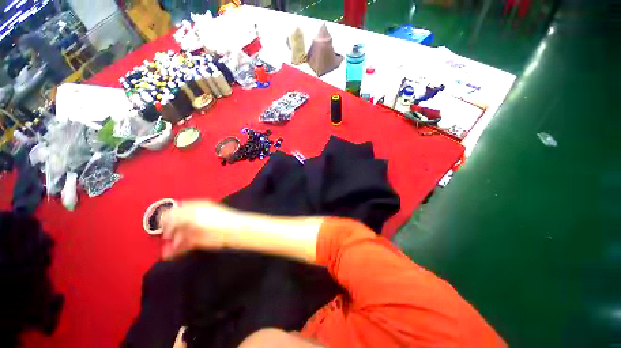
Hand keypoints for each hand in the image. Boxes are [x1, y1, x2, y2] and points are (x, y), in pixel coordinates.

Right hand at [160, 201, 235, 258]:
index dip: (166, 216)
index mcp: (195, 207)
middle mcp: (195, 217)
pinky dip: (175, 250)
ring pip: (179, 235)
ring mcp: (197, 229)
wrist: (230, 231)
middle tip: (162, 237)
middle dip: (167, 230)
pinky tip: (168, 254)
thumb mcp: (192, 214)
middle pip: (176, 223)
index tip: (158, 224)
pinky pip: (184, 244)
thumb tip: (161, 219)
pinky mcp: (199, 241)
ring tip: (165, 249)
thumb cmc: (212, 220)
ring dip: (170, 242)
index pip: (177, 209)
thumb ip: (175, 216)